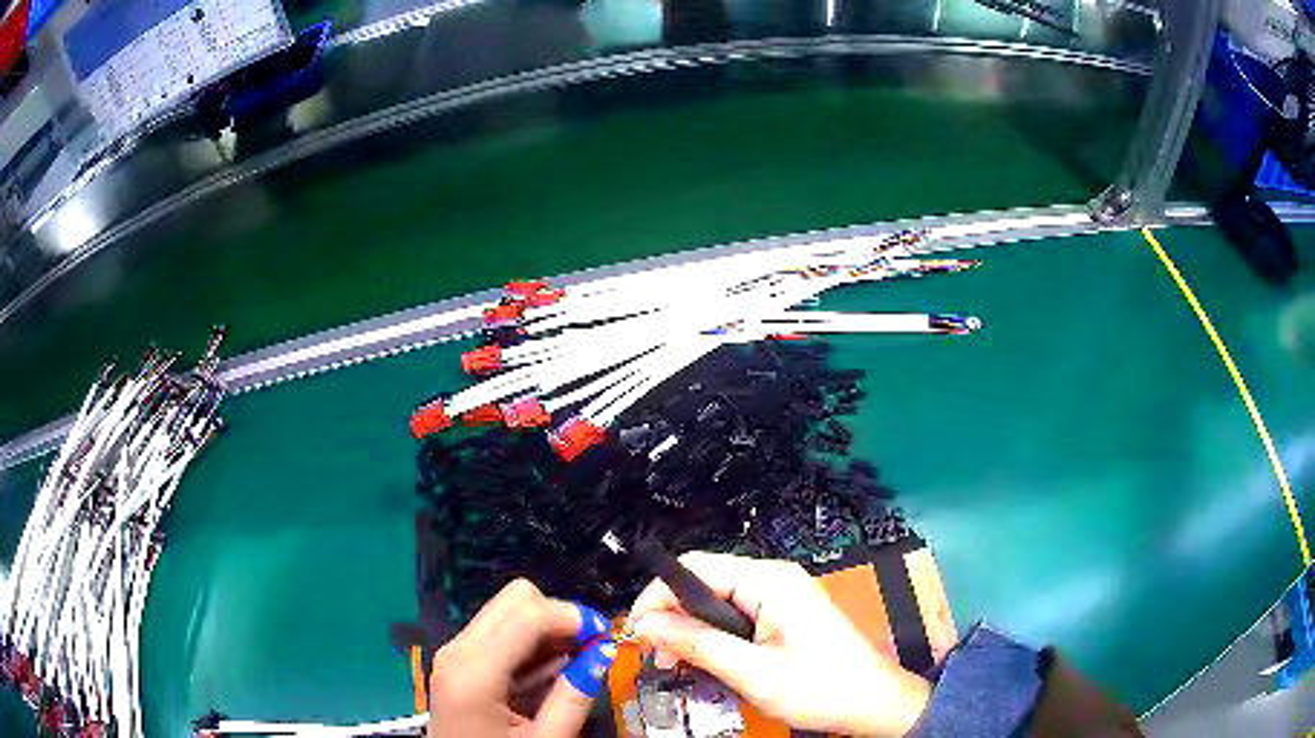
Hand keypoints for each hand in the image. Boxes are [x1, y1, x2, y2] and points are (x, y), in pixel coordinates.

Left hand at [429, 579, 617, 737]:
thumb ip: (574, 697)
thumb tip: (605, 653)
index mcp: (475, 670)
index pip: (528, 613)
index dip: (574, 617)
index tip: (608, 638)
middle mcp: (458, 650)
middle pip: (515, 599)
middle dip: (560, 618)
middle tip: (591, 650)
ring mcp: (455, 654)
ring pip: (508, 612)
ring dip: (547, 631)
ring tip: (575, 667)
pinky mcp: (458, 663)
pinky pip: (499, 634)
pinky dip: (531, 645)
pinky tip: (549, 676)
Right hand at [627, 552, 931, 736]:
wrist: (872, 703)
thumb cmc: (820, 688)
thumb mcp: (752, 672)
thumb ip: (697, 644)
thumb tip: (644, 623)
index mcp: (769, 581)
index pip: (694, 568)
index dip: (657, 595)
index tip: (636, 633)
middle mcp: (773, 578)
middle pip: (703, 583)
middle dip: (672, 617)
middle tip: (657, 659)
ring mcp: (779, 596)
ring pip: (715, 602)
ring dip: (690, 632)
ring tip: (678, 667)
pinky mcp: (782, 615)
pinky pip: (734, 617)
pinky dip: (713, 638)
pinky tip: (706, 663)